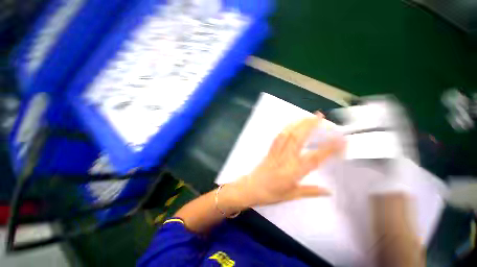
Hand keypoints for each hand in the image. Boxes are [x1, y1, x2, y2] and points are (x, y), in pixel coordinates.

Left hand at [234, 113, 344, 206]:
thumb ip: (310, 191)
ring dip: (298, 123)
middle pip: (299, 139)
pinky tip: (291, 123)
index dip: (328, 148)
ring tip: (308, 116)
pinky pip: (278, 137)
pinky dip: (286, 128)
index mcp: (293, 172)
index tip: (340, 139)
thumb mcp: (292, 195)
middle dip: (309, 125)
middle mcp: (285, 159)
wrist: (251, 188)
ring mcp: (276, 152)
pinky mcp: (270, 150)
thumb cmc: (271, 194)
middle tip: (320, 116)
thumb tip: (328, 191)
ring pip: (288, 135)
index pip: (314, 158)